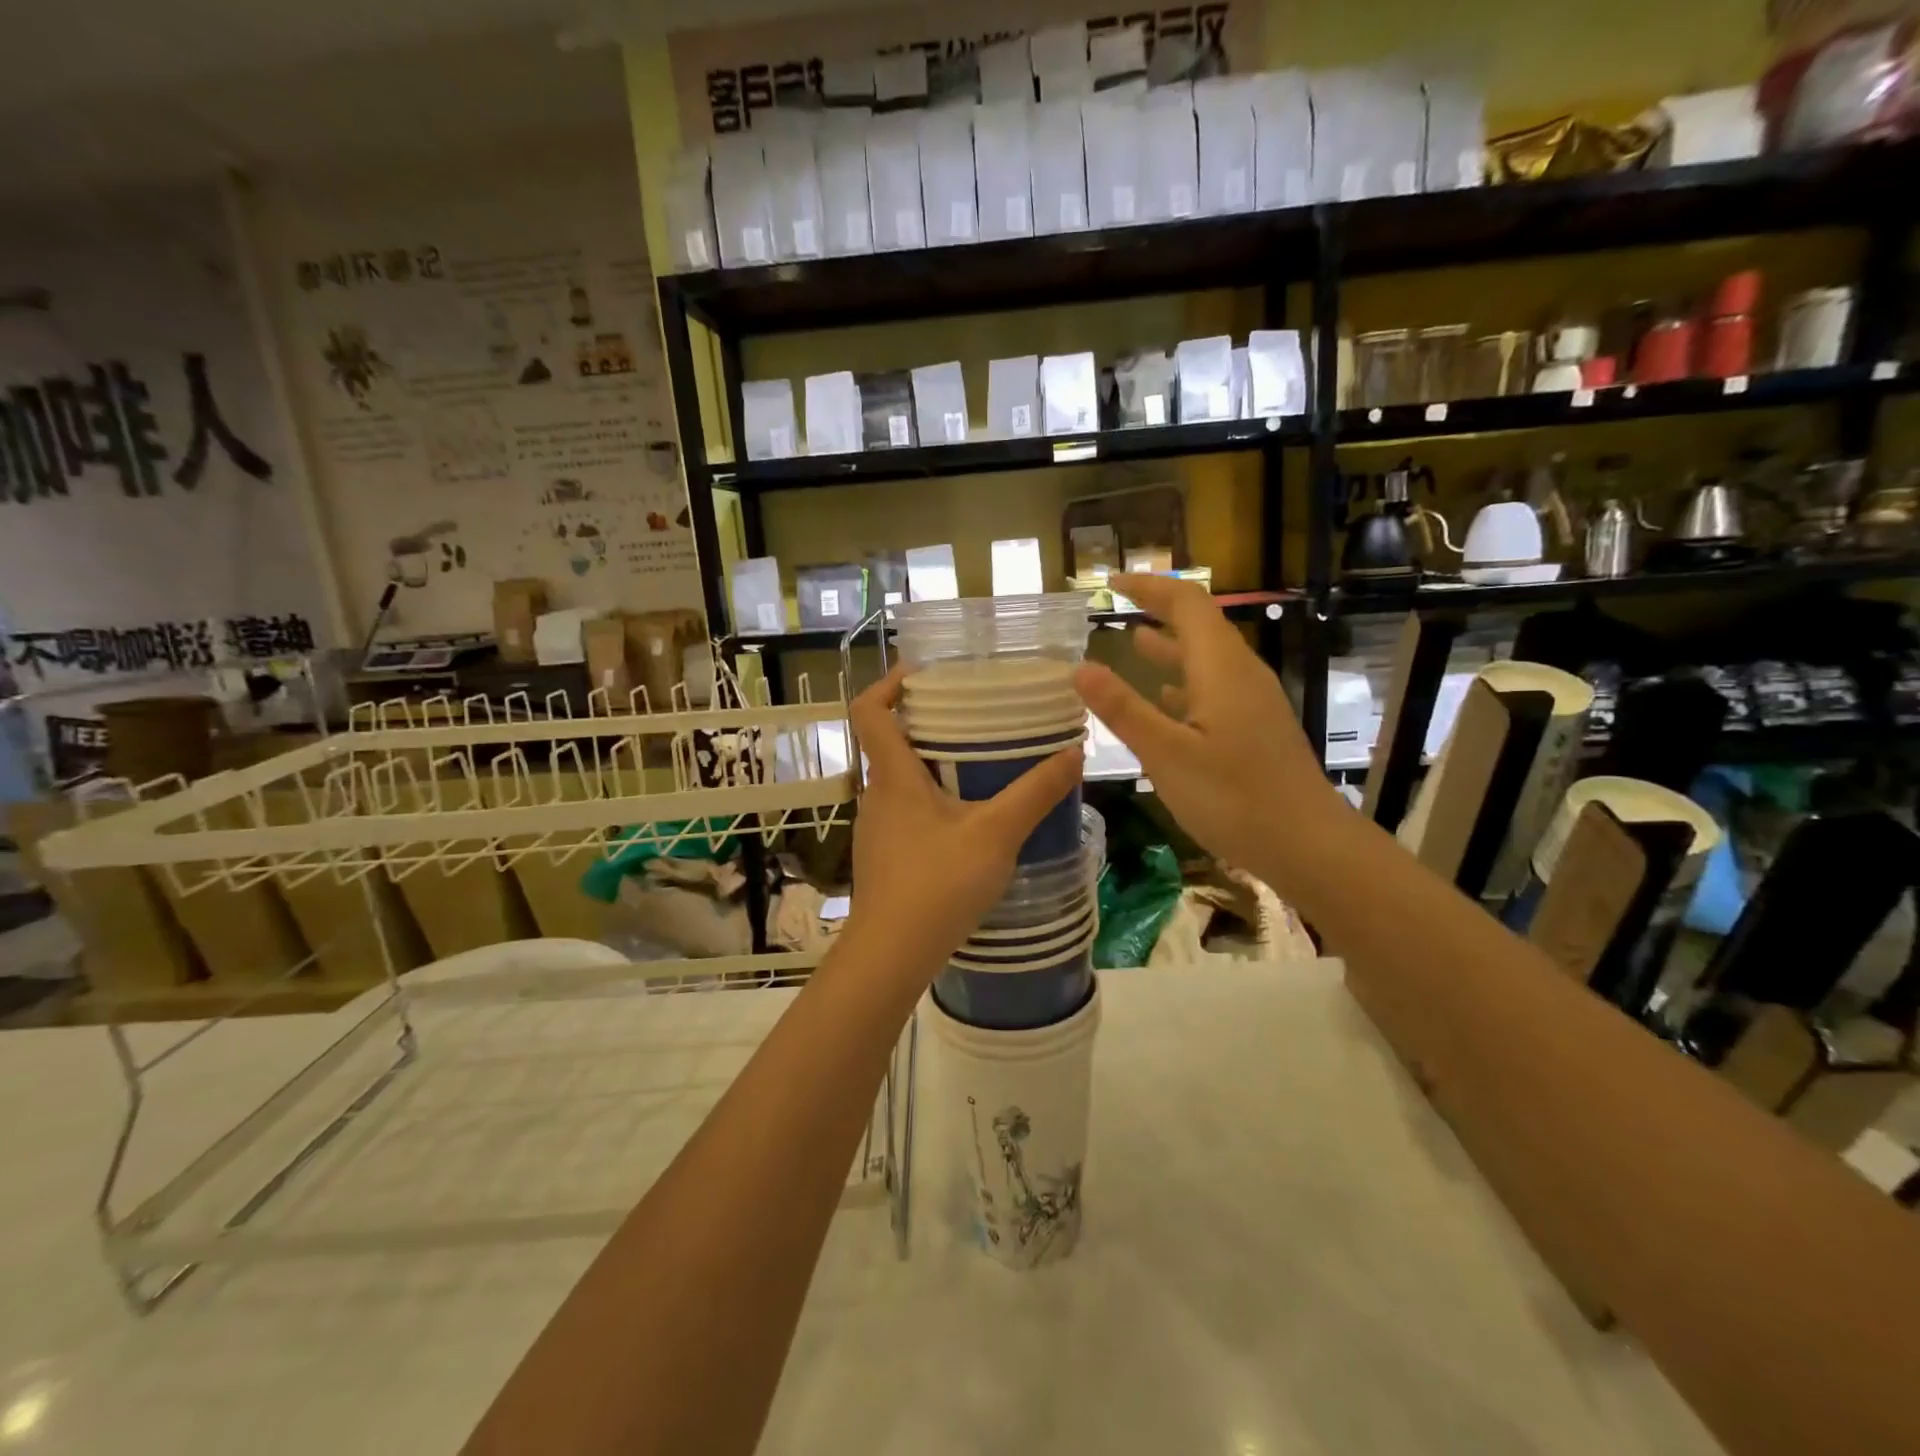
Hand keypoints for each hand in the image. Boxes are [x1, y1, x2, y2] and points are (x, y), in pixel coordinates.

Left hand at [843, 666, 1082, 979]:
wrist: (891, 955)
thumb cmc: (938, 884)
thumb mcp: (997, 834)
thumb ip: (1036, 792)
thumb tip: (1074, 752)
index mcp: (892, 776)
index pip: (868, 710)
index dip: (888, 683)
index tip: (923, 674)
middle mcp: (876, 796)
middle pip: (889, 743)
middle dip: (927, 725)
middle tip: (973, 719)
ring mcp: (876, 830)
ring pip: (899, 781)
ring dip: (931, 767)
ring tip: (979, 768)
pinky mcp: (884, 858)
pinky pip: (905, 813)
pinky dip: (932, 803)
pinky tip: (968, 823)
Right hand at [1073, 574, 1340, 883]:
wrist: (1308, 844)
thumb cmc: (1234, 798)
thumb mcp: (1166, 755)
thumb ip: (1123, 709)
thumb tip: (1079, 667)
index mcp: (1221, 669)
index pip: (1186, 604)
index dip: (1149, 587)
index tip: (1110, 584)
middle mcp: (1240, 674)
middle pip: (1200, 625)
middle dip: (1158, 609)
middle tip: (1116, 607)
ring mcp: (1252, 701)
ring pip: (1207, 658)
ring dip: (1170, 646)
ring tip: (1132, 641)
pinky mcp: (1255, 727)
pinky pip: (1214, 687)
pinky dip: (1183, 681)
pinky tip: (1166, 698)